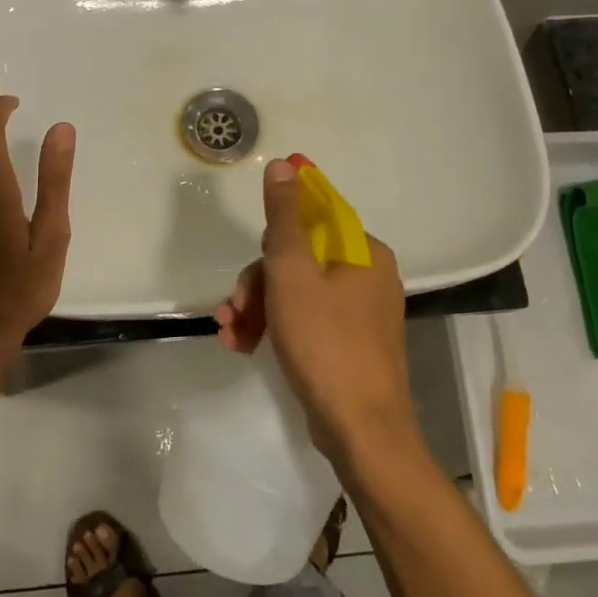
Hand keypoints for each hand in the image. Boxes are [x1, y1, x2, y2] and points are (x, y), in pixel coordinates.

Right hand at [213, 158, 416, 466]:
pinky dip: (274, 328)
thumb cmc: (325, 342)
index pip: (317, 214)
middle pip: (299, 257)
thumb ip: (285, 217)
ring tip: (229, 331)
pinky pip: (305, 320)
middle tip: (234, 304)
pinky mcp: (349, 345)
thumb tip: (285, 163)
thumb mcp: (292, 272)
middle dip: (258, 280)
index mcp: (364, 252)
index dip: (278, 226)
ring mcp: (360, 314)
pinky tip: (242, 345)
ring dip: (257, 307)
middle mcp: (368, 276)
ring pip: (296, 292)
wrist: (361, 432)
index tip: (255, 249)